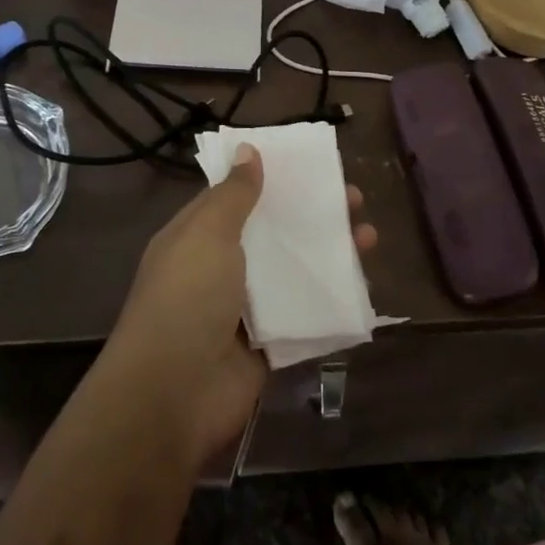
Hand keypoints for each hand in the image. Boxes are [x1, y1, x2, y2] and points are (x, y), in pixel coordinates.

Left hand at [102, 145, 378, 471]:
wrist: (174, 395)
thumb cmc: (187, 299)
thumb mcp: (207, 234)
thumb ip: (233, 195)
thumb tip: (247, 149)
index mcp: (198, 238)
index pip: (236, 198)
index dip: (271, 180)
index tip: (309, 166)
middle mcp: (221, 269)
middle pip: (273, 233)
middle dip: (311, 215)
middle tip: (354, 199)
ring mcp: (246, 309)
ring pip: (294, 272)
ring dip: (329, 255)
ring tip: (370, 236)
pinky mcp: (269, 344)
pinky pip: (305, 315)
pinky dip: (331, 301)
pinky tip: (365, 285)